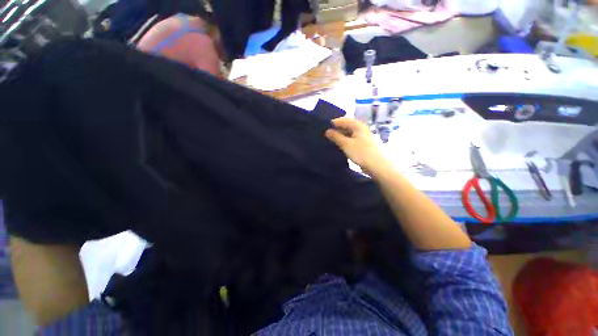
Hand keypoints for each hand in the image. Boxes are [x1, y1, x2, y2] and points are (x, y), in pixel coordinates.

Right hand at [325, 118, 391, 175]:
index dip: (333, 123)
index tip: (323, 128)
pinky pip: (351, 139)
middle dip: (336, 129)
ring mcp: (362, 136)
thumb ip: (336, 137)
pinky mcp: (362, 144)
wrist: (377, 165)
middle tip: (325, 134)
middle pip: (346, 126)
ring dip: (340, 135)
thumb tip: (327, 131)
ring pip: (348, 133)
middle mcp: (361, 128)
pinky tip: (339, 145)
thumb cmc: (361, 153)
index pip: (343, 120)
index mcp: (358, 125)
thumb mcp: (346, 144)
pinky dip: (344, 140)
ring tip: (330, 140)